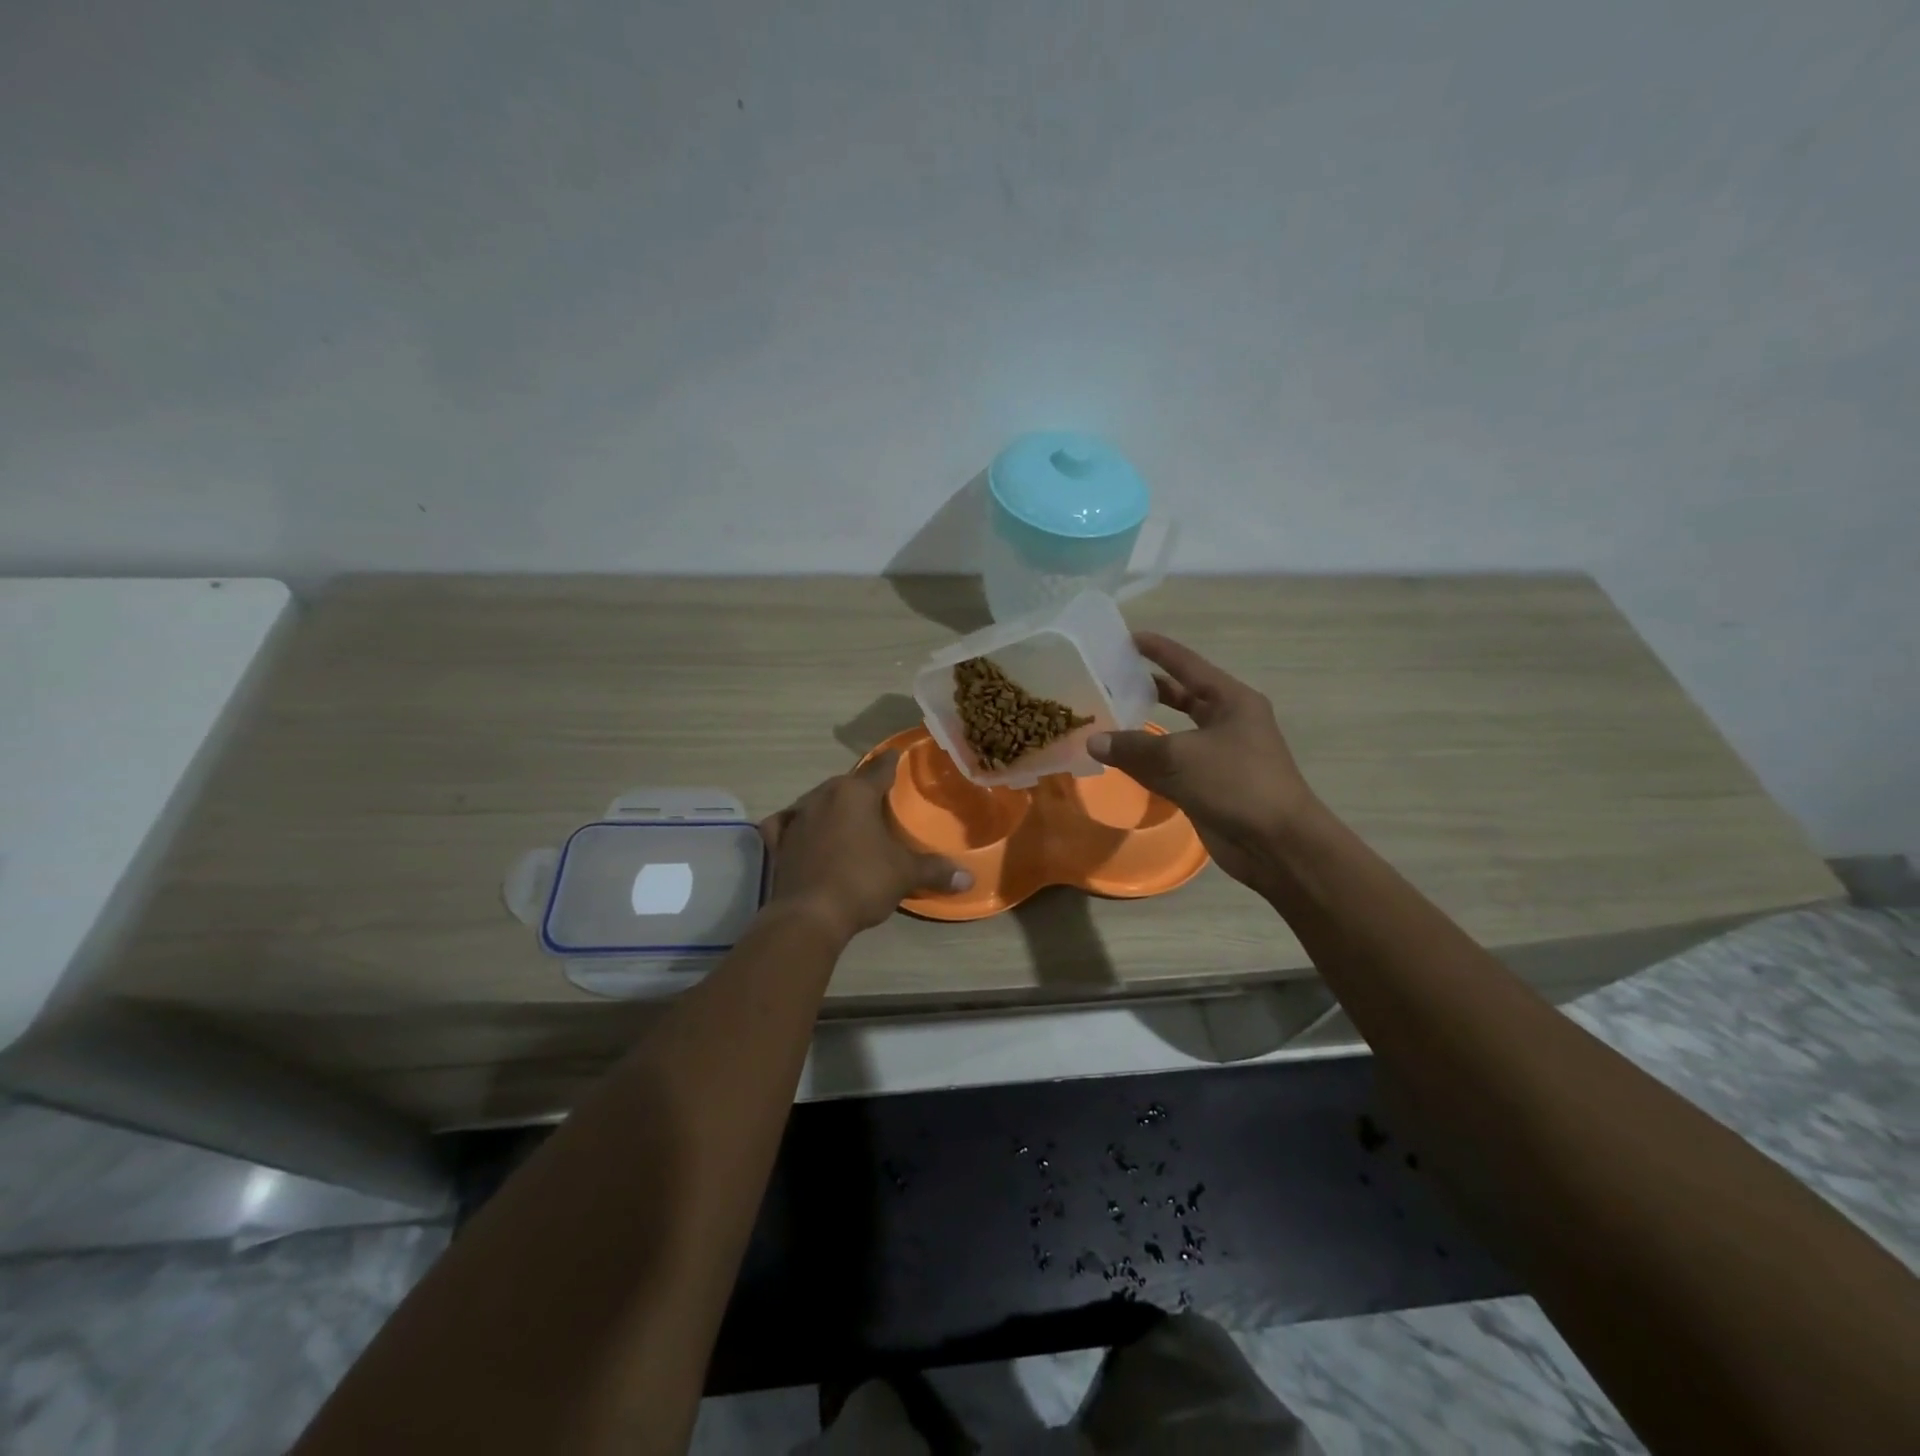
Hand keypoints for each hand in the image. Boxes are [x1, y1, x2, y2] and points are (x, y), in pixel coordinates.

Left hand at [759, 754, 971, 943]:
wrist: (810, 915)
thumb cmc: (862, 882)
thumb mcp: (905, 874)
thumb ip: (935, 870)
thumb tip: (969, 877)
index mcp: (855, 793)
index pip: (879, 768)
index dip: (891, 762)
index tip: (897, 755)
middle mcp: (823, 796)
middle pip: (847, 783)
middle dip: (862, 787)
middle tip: (877, 798)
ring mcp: (797, 817)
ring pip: (818, 800)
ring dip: (832, 804)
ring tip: (846, 816)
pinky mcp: (779, 842)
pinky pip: (787, 823)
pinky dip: (794, 823)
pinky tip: (799, 828)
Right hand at [1089, 632, 1317, 892]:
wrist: (1277, 844)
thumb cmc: (1236, 784)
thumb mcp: (1180, 758)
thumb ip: (1133, 747)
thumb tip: (1093, 740)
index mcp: (1232, 701)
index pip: (1188, 665)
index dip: (1158, 650)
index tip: (1128, 637)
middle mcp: (1227, 722)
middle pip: (1182, 696)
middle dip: (1149, 688)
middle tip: (1111, 679)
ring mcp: (1219, 755)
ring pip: (1174, 734)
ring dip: (1143, 728)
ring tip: (1106, 716)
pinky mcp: (1209, 786)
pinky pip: (1171, 766)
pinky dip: (1147, 762)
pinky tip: (1119, 759)